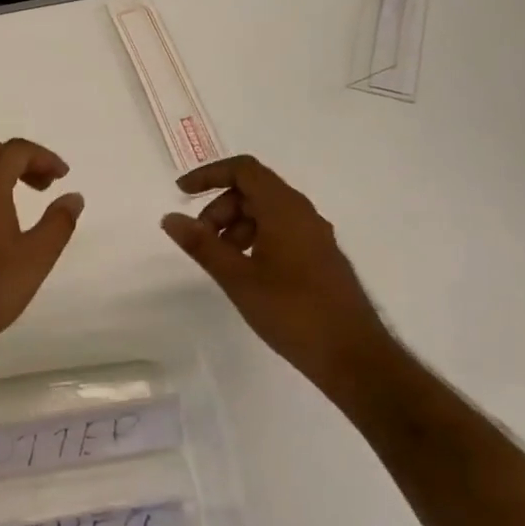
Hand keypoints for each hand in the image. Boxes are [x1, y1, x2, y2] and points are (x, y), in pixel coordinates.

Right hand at [161, 156, 389, 387]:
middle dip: (220, 207)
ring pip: (267, 212)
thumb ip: (202, 244)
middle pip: (253, 190)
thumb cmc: (292, 311)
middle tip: (201, 239)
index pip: (243, 169)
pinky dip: (255, 238)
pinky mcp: (320, 257)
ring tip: (221, 260)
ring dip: (236, 225)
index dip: (209, 175)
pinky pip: (281, 230)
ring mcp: (315, 235)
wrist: (354, 356)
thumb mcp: (237, 278)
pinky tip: (246, 272)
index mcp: (284, 209)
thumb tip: (170, 217)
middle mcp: (303, 213)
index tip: (182, 193)